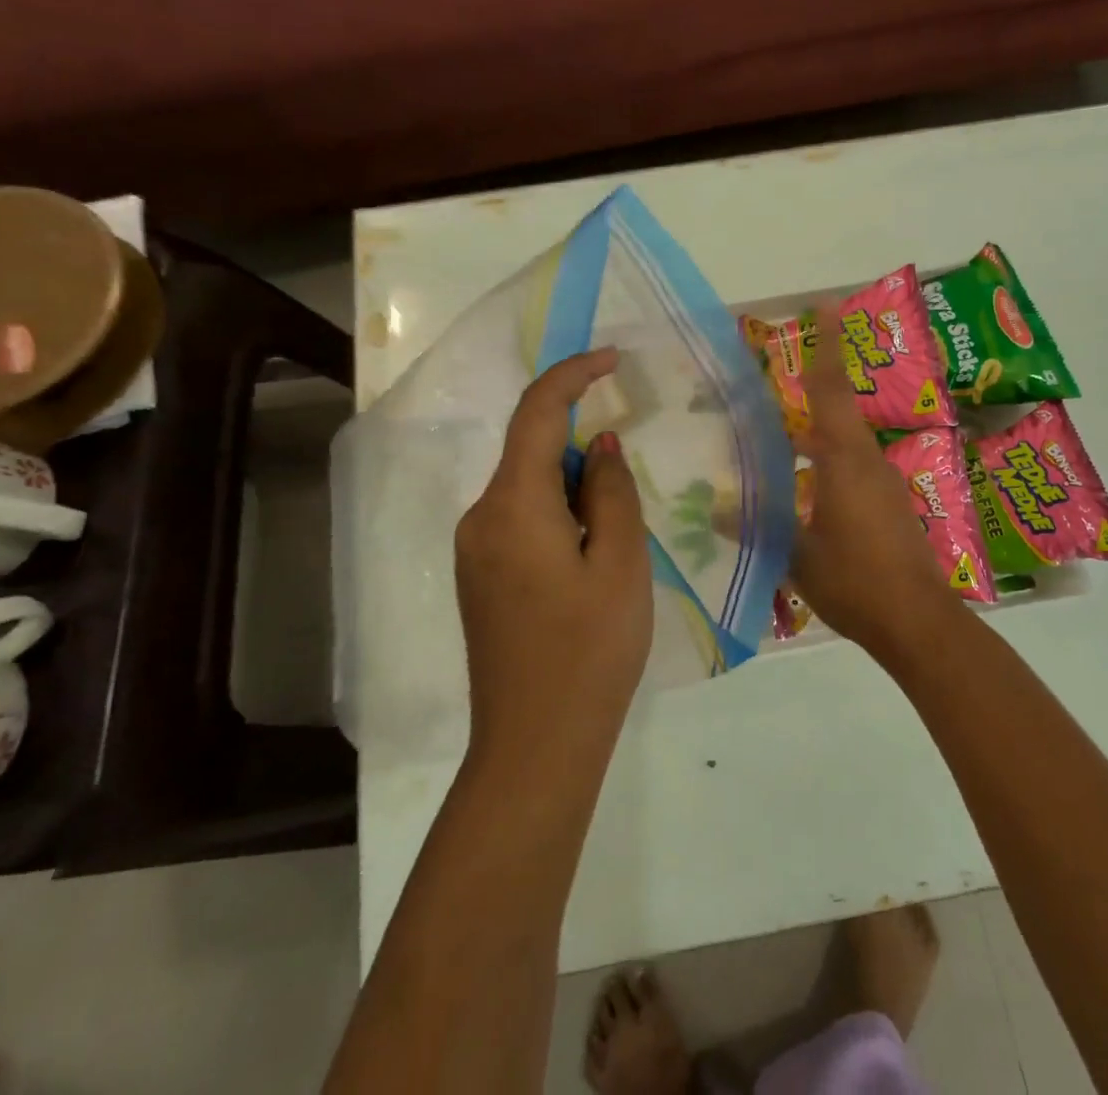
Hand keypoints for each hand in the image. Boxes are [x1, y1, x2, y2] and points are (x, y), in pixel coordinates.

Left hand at [454, 348, 651, 761]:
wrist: (534, 747)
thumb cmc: (589, 652)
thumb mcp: (620, 564)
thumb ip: (611, 491)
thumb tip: (599, 446)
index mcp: (512, 505)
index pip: (537, 413)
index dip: (573, 375)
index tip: (613, 359)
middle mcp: (481, 517)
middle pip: (532, 452)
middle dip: (585, 453)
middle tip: (632, 497)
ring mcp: (475, 550)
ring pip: (529, 489)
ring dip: (576, 491)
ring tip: (617, 545)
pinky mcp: (480, 576)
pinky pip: (521, 520)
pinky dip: (559, 517)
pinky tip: (590, 563)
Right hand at [793, 306, 964, 662]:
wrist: (918, 622)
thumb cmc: (855, 580)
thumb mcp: (797, 553)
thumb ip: (758, 526)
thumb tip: (716, 509)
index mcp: (845, 460)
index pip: (832, 390)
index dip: (827, 347)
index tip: (825, 307)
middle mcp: (868, 463)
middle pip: (837, 415)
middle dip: (811, 396)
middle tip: (773, 390)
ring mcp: (884, 486)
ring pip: (844, 447)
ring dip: (815, 440)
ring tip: (779, 447)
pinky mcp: (890, 509)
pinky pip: (853, 473)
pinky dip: (826, 469)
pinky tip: (804, 493)